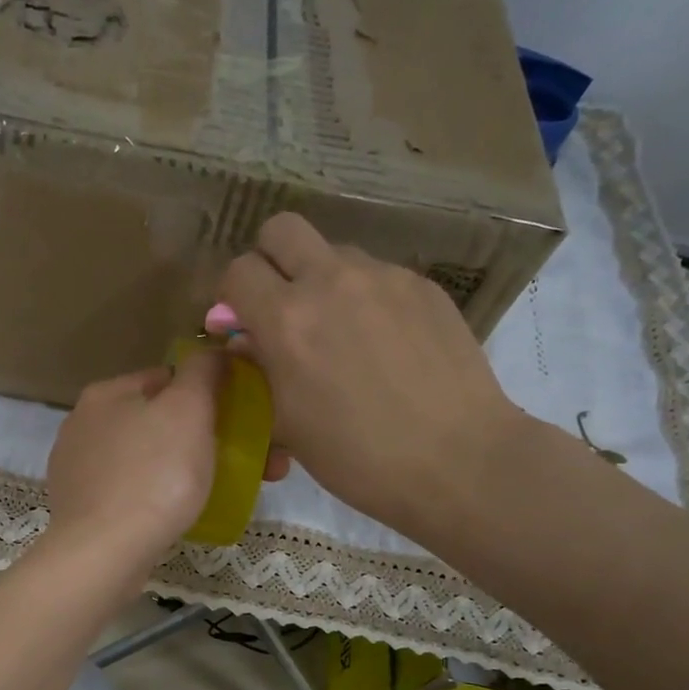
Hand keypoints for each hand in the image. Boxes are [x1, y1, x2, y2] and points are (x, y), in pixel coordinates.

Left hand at [43, 352, 226, 579]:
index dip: (211, 394)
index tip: (245, 421)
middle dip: (208, 436)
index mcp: (107, 393)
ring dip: (189, 466)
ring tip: (228, 489)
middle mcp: (85, 424)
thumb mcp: (187, 410)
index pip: (169, 378)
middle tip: (254, 462)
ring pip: (149, 457)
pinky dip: (162, 495)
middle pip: (160, 420)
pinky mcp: (83, 507)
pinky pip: (134, 490)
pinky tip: (183, 512)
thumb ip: (204, 372)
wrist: (104, 553)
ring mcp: (80, 468)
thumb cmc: (153, 475)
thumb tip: (214, 350)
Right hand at [218, 213, 523, 531]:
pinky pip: (379, 275)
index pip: (238, 270)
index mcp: (287, 319)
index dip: (232, 295)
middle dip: (271, 260)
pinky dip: (367, 299)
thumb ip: (258, 370)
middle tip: (281, 305)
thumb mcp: (286, 422)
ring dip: (322, 280)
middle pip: (282, 229)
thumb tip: (246, 341)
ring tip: (341, 332)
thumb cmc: (356, 456)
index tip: (242, 323)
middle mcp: (332, 281)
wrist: (456, 459)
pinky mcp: (424, 286)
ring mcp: (384, 277)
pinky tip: (386, 345)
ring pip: (335, 252)